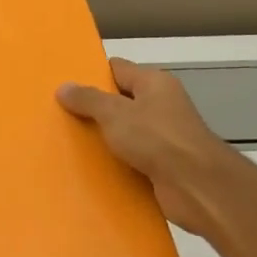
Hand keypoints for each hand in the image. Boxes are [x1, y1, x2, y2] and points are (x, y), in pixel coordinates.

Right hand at [57, 58, 247, 240]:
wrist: (196, 186)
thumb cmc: (157, 138)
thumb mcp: (114, 113)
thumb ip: (88, 99)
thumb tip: (64, 87)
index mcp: (154, 83)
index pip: (117, 69)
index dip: (92, 74)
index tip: (64, 84)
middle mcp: (161, 105)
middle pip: (120, 101)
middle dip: (93, 109)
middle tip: (60, 114)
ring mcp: (163, 137)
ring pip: (124, 132)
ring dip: (102, 139)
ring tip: (68, 142)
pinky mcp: (162, 165)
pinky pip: (131, 158)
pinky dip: (114, 163)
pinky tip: (90, 168)